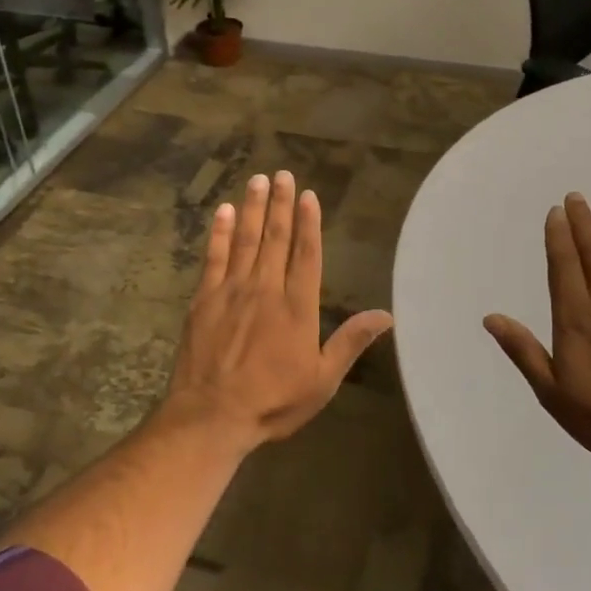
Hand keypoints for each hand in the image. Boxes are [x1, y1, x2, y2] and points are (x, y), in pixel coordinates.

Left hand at [161, 171, 393, 453]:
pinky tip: (224, 211)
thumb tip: (387, 315)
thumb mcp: (322, 380)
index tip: (309, 195)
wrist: (211, 417)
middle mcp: (266, 289)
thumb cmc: (272, 401)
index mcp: (297, 307)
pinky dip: (219, 232)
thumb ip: (350, 342)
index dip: (309, 223)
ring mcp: (231, 291)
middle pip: (276, 238)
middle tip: (283, 174)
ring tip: (258, 180)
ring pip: (246, 239)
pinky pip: (214, 257)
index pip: (306, 254)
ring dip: (253, 208)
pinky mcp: (204, 299)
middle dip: (281, 204)